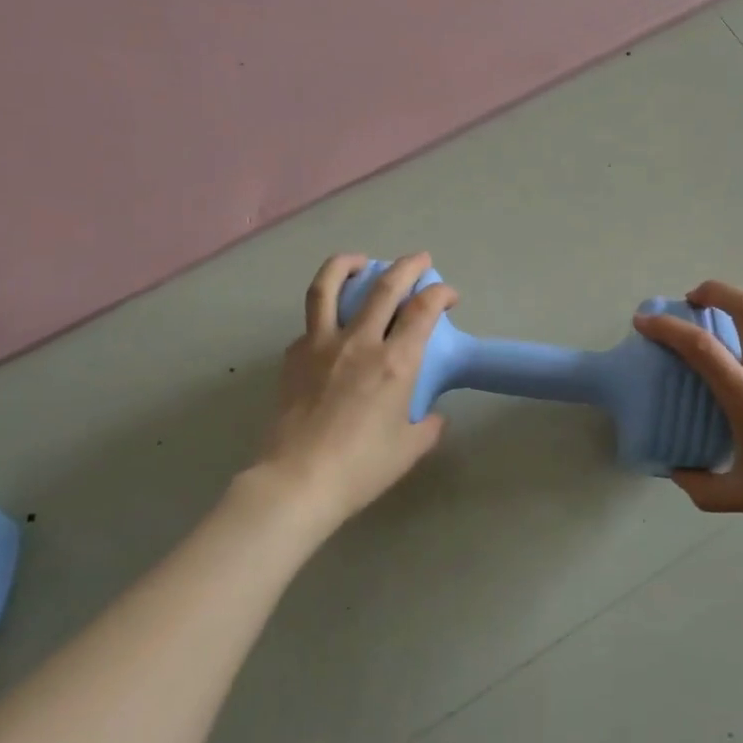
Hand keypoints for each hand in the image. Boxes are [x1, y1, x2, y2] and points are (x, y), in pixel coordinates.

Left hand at [242, 252, 456, 530]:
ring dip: (347, 264)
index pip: (423, 309)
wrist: (297, 481)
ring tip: (359, 260)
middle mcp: (359, 342)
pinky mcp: (294, 356)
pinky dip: (325, 313)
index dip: (440, 293)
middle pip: (384, 286)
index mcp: (395, 362)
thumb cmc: (360, 468)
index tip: (449, 296)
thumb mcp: (408, 449)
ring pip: (329, 287)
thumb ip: (427, 426)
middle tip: (419, 260)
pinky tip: (331, 325)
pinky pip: (311, 324)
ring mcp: (321, 345)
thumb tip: (432, 416)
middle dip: (407, 265)